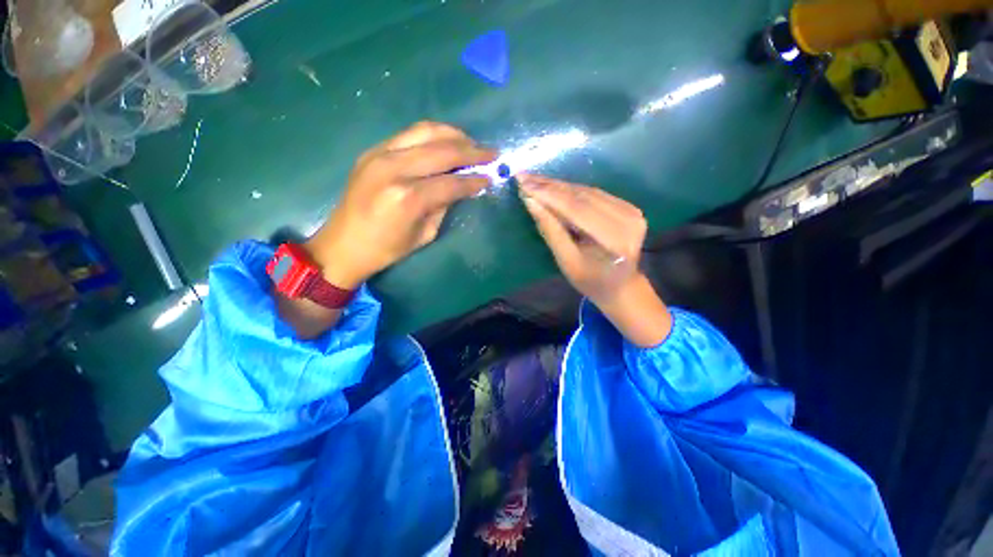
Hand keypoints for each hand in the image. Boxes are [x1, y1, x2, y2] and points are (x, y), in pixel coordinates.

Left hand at [305, 121, 494, 288]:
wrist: (343, 244)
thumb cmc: (387, 249)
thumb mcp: (424, 234)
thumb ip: (444, 205)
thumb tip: (463, 186)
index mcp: (408, 198)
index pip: (451, 182)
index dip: (474, 180)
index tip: (491, 177)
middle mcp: (394, 169)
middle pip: (442, 150)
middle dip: (471, 151)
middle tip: (491, 153)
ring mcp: (379, 155)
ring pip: (425, 131)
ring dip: (453, 135)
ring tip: (471, 143)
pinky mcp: (372, 150)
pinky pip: (409, 134)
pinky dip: (432, 135)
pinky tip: (446, 142)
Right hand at [518, 174, 670, 346]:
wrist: (621, 286)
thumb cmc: (590, 281)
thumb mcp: (566, 261)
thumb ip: (551, 230)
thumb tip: (531, 201)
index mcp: (613, 240)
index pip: (576, 209)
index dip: (548, 194)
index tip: (523, 183)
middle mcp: (627, 220)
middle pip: (582, 196)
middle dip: (550, 186)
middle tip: (524, 177)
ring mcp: (631, 211)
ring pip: (587, 191)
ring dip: (559, 186)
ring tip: (534, 180)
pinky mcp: (629, 207)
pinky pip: (594, 194)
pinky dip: (571, 191)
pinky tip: (553, 187)